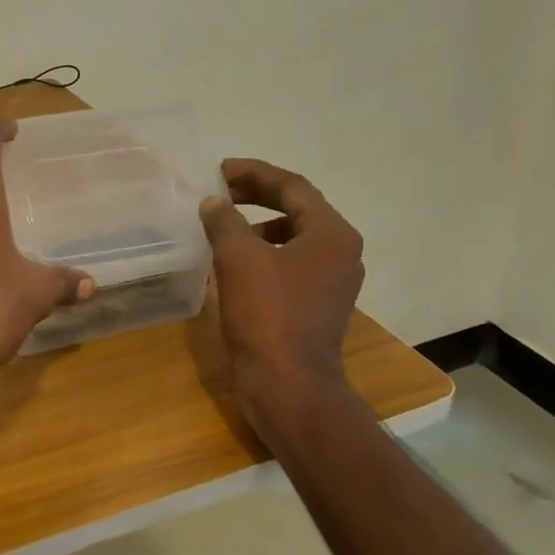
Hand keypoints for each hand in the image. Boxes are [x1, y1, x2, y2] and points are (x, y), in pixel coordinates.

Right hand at [199, 159, 364, 408]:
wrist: (288, 384)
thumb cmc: (267, 315)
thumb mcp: (239, 259)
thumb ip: (225, 221)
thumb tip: (214, 202)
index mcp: (332, 234)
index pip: (293, 186)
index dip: (254, 173)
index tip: (220, 170)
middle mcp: (340, 252)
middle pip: (298, 209)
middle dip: (257, 197)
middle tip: (221, 192)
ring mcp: (331, 281)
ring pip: (294, 237)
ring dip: (259, 226)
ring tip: (224, 227)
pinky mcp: (317, 305)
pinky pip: (290, 264)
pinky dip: (264, 254)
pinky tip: (234, 265)